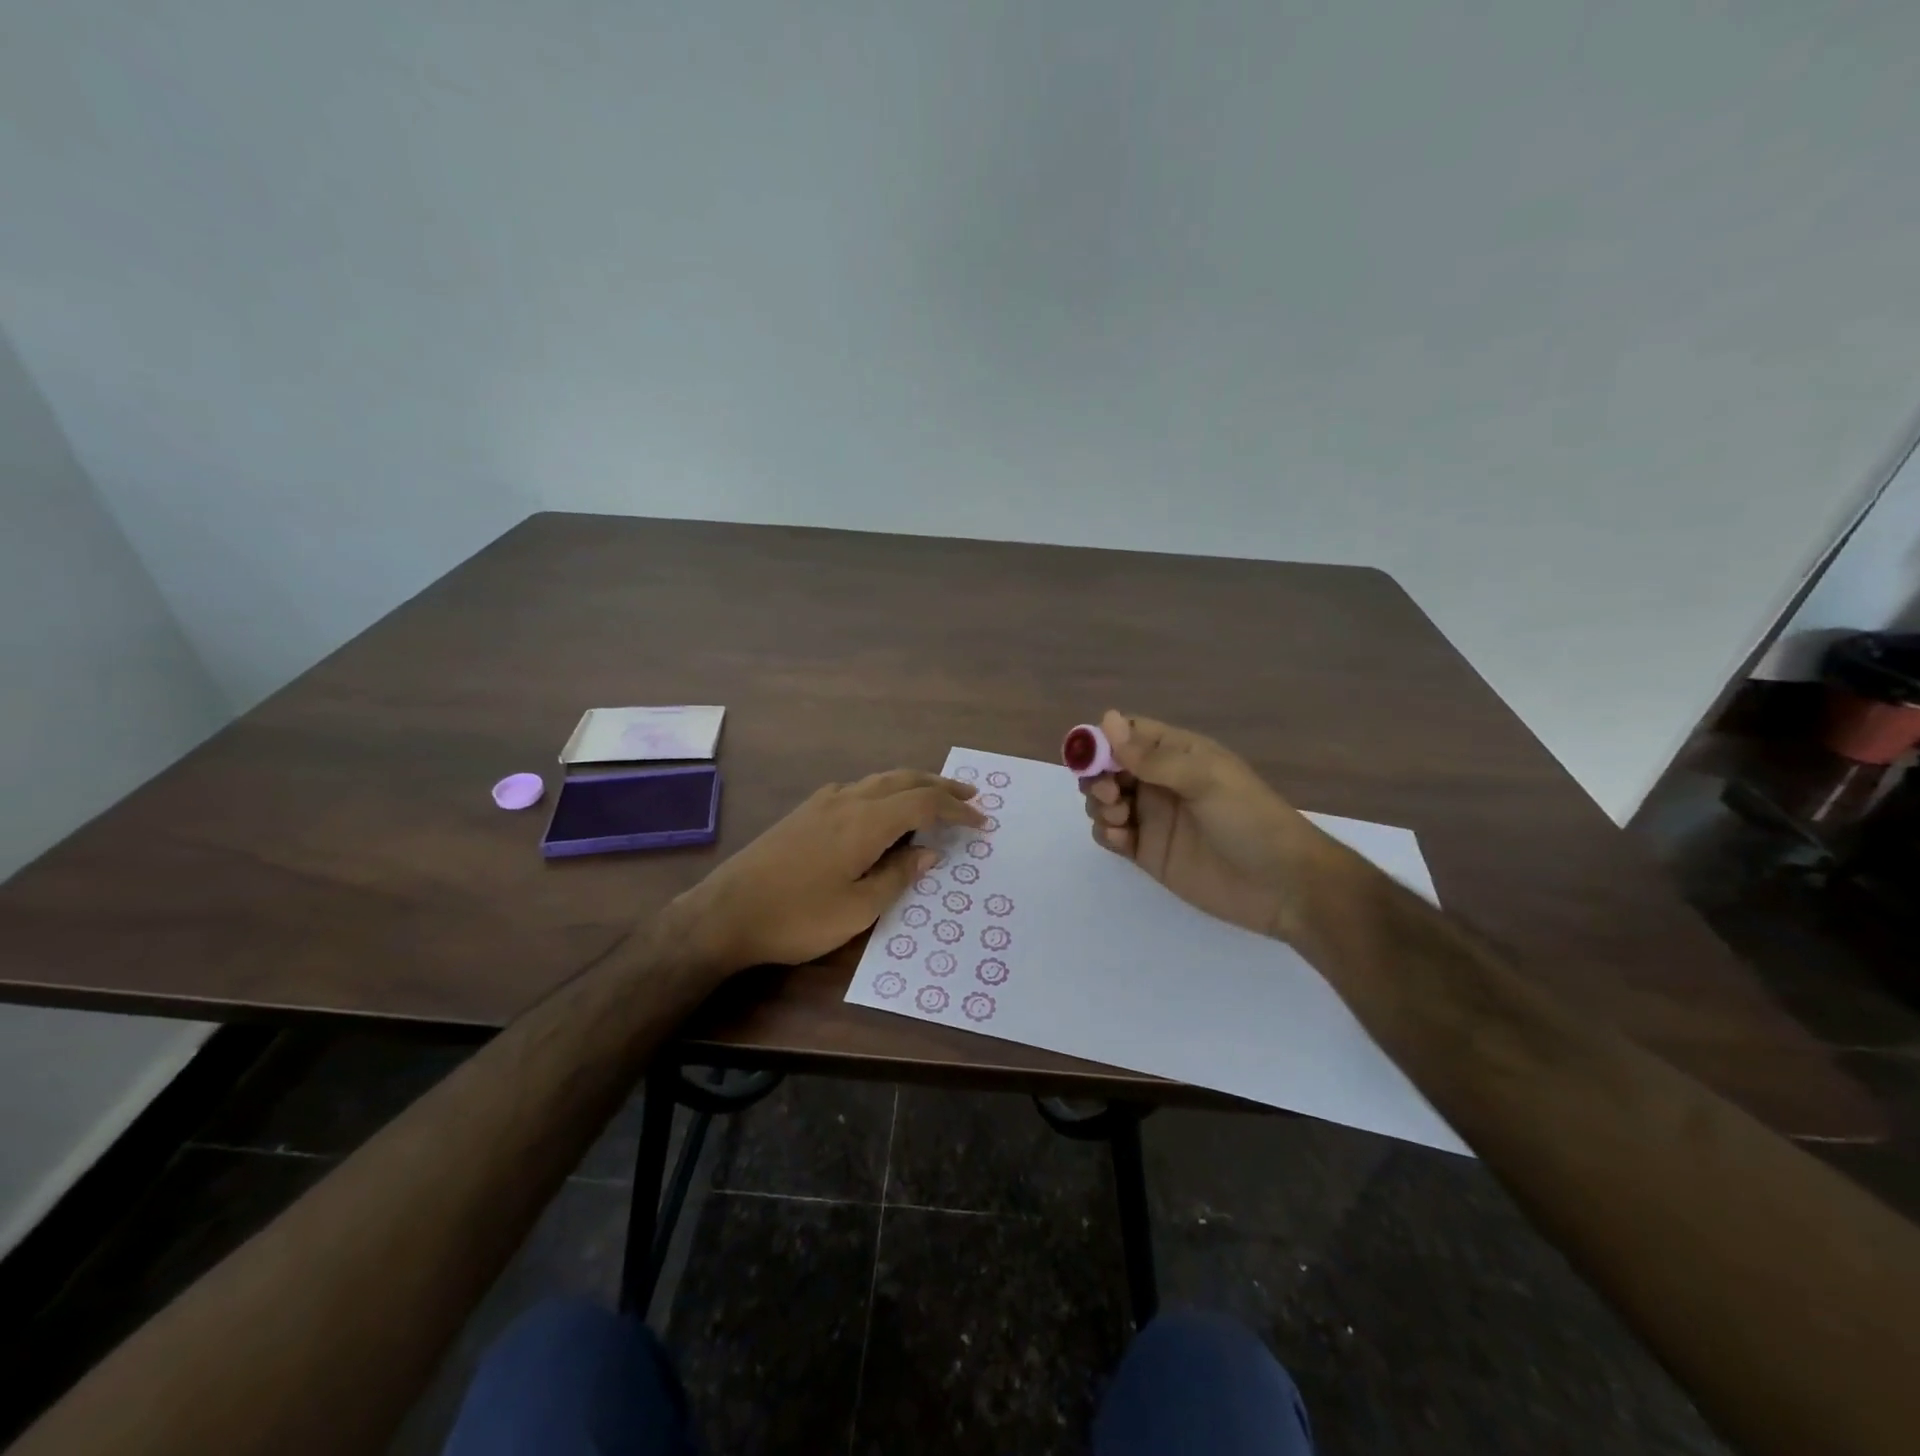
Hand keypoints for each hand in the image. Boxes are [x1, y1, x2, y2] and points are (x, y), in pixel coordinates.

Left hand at [676, 770, 983, 975]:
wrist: (726, 913)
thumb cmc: (797, 917)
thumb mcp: (857, 908)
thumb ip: (897, 875)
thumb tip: (929, 852)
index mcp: (866, 822)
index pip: (924, 803)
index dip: (957, 809)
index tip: (982, 820)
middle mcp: (848, 800)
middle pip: (904, 780)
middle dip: (940, 786)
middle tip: (970, 794)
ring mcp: (823, 802)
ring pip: (879, 780)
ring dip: (913, 784)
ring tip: (934, 797)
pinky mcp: (806, 811)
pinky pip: (858, 788)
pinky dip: (885, 791)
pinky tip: (883, 809)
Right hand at [1082, 710, 1328, 941]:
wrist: (1283, 887)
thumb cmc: (1249, 820)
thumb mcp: (1205, 779)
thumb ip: (1152, 756)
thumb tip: (1107, 719)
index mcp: (1178, 754)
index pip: (1129, 734)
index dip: (1103, 740)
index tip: (1089, 757)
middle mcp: (1160, 782)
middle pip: (1108, 767)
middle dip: (1096, 776)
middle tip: (1108, 793)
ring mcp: (1153, 818)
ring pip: (1104, 801)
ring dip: (1099, 804)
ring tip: (1120, 818)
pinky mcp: (1148, 853)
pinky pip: (1112, 835)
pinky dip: (1107, 833)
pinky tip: (1122, 839)